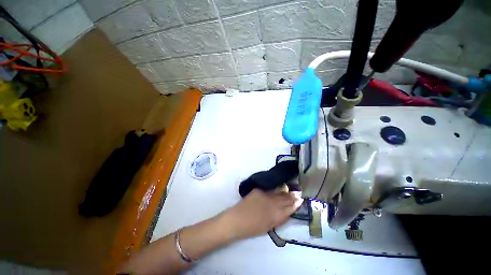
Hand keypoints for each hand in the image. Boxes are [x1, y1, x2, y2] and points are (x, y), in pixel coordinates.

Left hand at [221, 189, 302, 240]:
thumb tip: (286, 212)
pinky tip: (281, 187)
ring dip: (287, 192)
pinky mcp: (259, 190)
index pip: (289, 209)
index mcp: (276, 216)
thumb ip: (278, 218)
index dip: (295, 205)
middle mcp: (273, 204)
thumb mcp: (268, 226)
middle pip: (285, 200)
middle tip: (299, 193)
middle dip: (293, 197)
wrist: (237, 220)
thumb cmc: (252, 228)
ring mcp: (266, 196)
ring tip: (293, 190)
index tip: (301, 200)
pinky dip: (277, 189)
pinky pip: (270, 189)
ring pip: (279, 193)